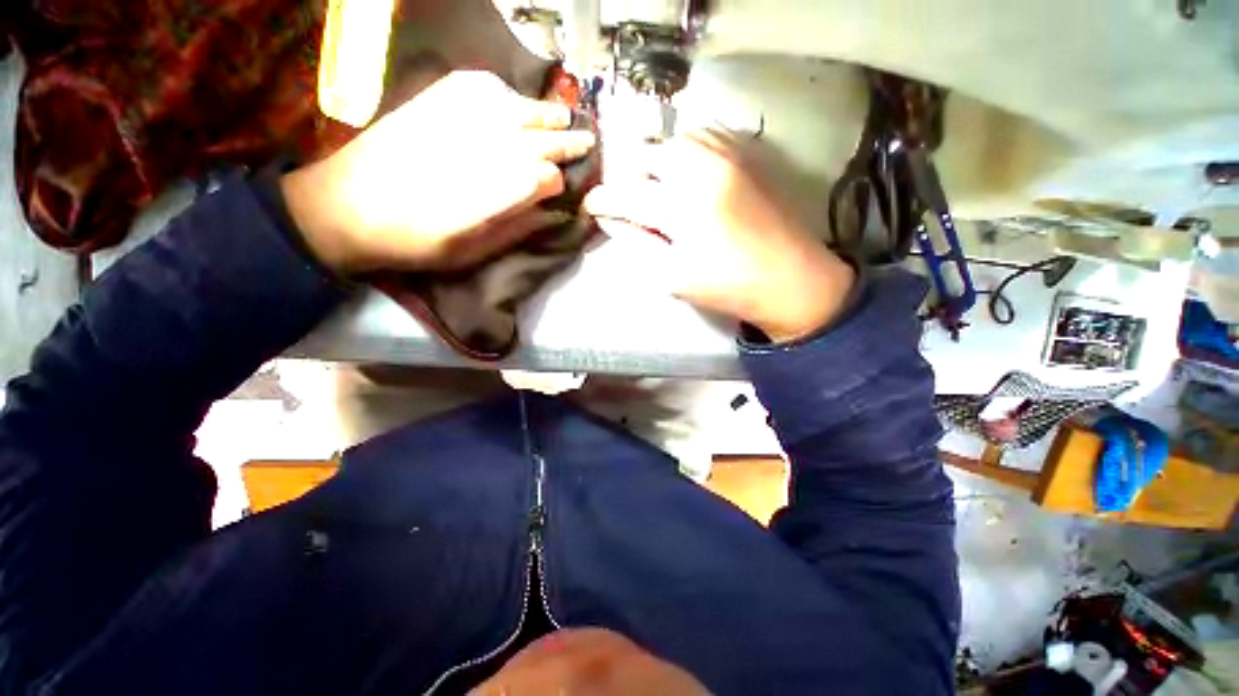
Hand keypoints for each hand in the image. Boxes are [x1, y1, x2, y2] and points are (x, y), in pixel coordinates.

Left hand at [281, 71, 596, 274]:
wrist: (344, 208)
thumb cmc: (414, 241)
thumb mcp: (471, 252)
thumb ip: (515, 229)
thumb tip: (550, 212)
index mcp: (491, 192)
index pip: (543, 177)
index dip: (559, 181)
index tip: (567, 187)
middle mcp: (479, 150)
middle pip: (535, 139)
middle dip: (565, 141)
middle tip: (587, 140)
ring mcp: (454, 121)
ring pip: (514, 108)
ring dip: (543, 112)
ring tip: (563, 115)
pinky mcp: (430, 104)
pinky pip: (476, 87)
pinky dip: (502, 91)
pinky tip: (512, 100)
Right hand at [584, 130, 854, 342]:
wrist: (790, 278)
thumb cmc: (727, 285)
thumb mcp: (672, 276)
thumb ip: (638, 243)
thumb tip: (613, 221)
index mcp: (680, 206)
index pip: (625, 193)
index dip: (602, 199)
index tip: (592, 207)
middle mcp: (700, 169)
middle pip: (647, 154)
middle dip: (628, 175)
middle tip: (627, 199)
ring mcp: (727, 157)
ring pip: (675, 138)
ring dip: (656, 159)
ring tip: (655, 184)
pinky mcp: (746, 156)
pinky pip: (707, 134)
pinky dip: (686, 147)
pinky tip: (686, 169)